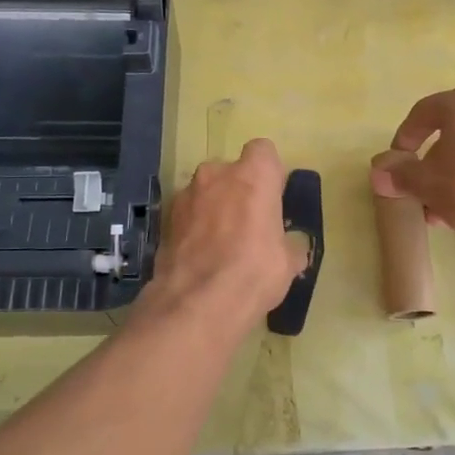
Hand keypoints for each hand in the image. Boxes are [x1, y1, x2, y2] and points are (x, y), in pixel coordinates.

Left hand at [147, 138, 303, 324]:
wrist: (197, 303)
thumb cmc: (255, 272)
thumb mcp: (288, 262)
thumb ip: (288, 245)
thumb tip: (289, 250)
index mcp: (254, 175)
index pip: (263, 151)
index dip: (269, 173)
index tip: (272, 198)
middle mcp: (217, 174)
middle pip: (231, 172)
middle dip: (238, 191)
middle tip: (247, 225)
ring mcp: (186, 195)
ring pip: (205, 192)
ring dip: (213, 209)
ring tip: (221, 245)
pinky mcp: (165, 219)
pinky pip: (187, 215)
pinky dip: (194, 228)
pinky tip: (201, 257)